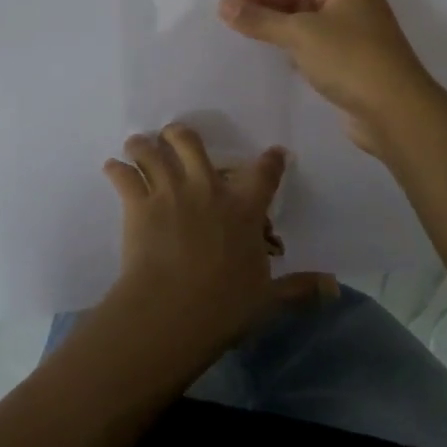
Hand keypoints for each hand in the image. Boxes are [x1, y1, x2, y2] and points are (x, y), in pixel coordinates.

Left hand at [103, 125, 324, 363]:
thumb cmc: (225, 305)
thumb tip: (334, 288)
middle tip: (174, 135)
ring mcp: (170, 192)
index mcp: (244, 208)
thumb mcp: (268, 298)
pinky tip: (111, 168)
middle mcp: (207, 188)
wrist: (173, 311)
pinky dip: (116, 171)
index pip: (264, 173)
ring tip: (136, 144)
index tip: (275, 152)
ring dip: (143, 145)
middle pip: (191, 143)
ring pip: (152, 151)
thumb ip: (299, 288)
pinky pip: (123, 177)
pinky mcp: (139, 204)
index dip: (272, 160)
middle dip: (180, 135)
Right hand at [218, 0, 437, 153]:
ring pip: (308, 20)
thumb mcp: (301, 34)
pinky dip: (293, 45)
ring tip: (247, 34)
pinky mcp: (352, 61)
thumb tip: (224, 6)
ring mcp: (355, 33)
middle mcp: (354, 3)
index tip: (229, 3)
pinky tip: (275, 55)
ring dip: (278, 25)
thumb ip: (260, 19)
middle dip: (267, 4)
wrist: (395, 112)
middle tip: (233, 19)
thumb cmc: (349, 60)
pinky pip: (315, 43)